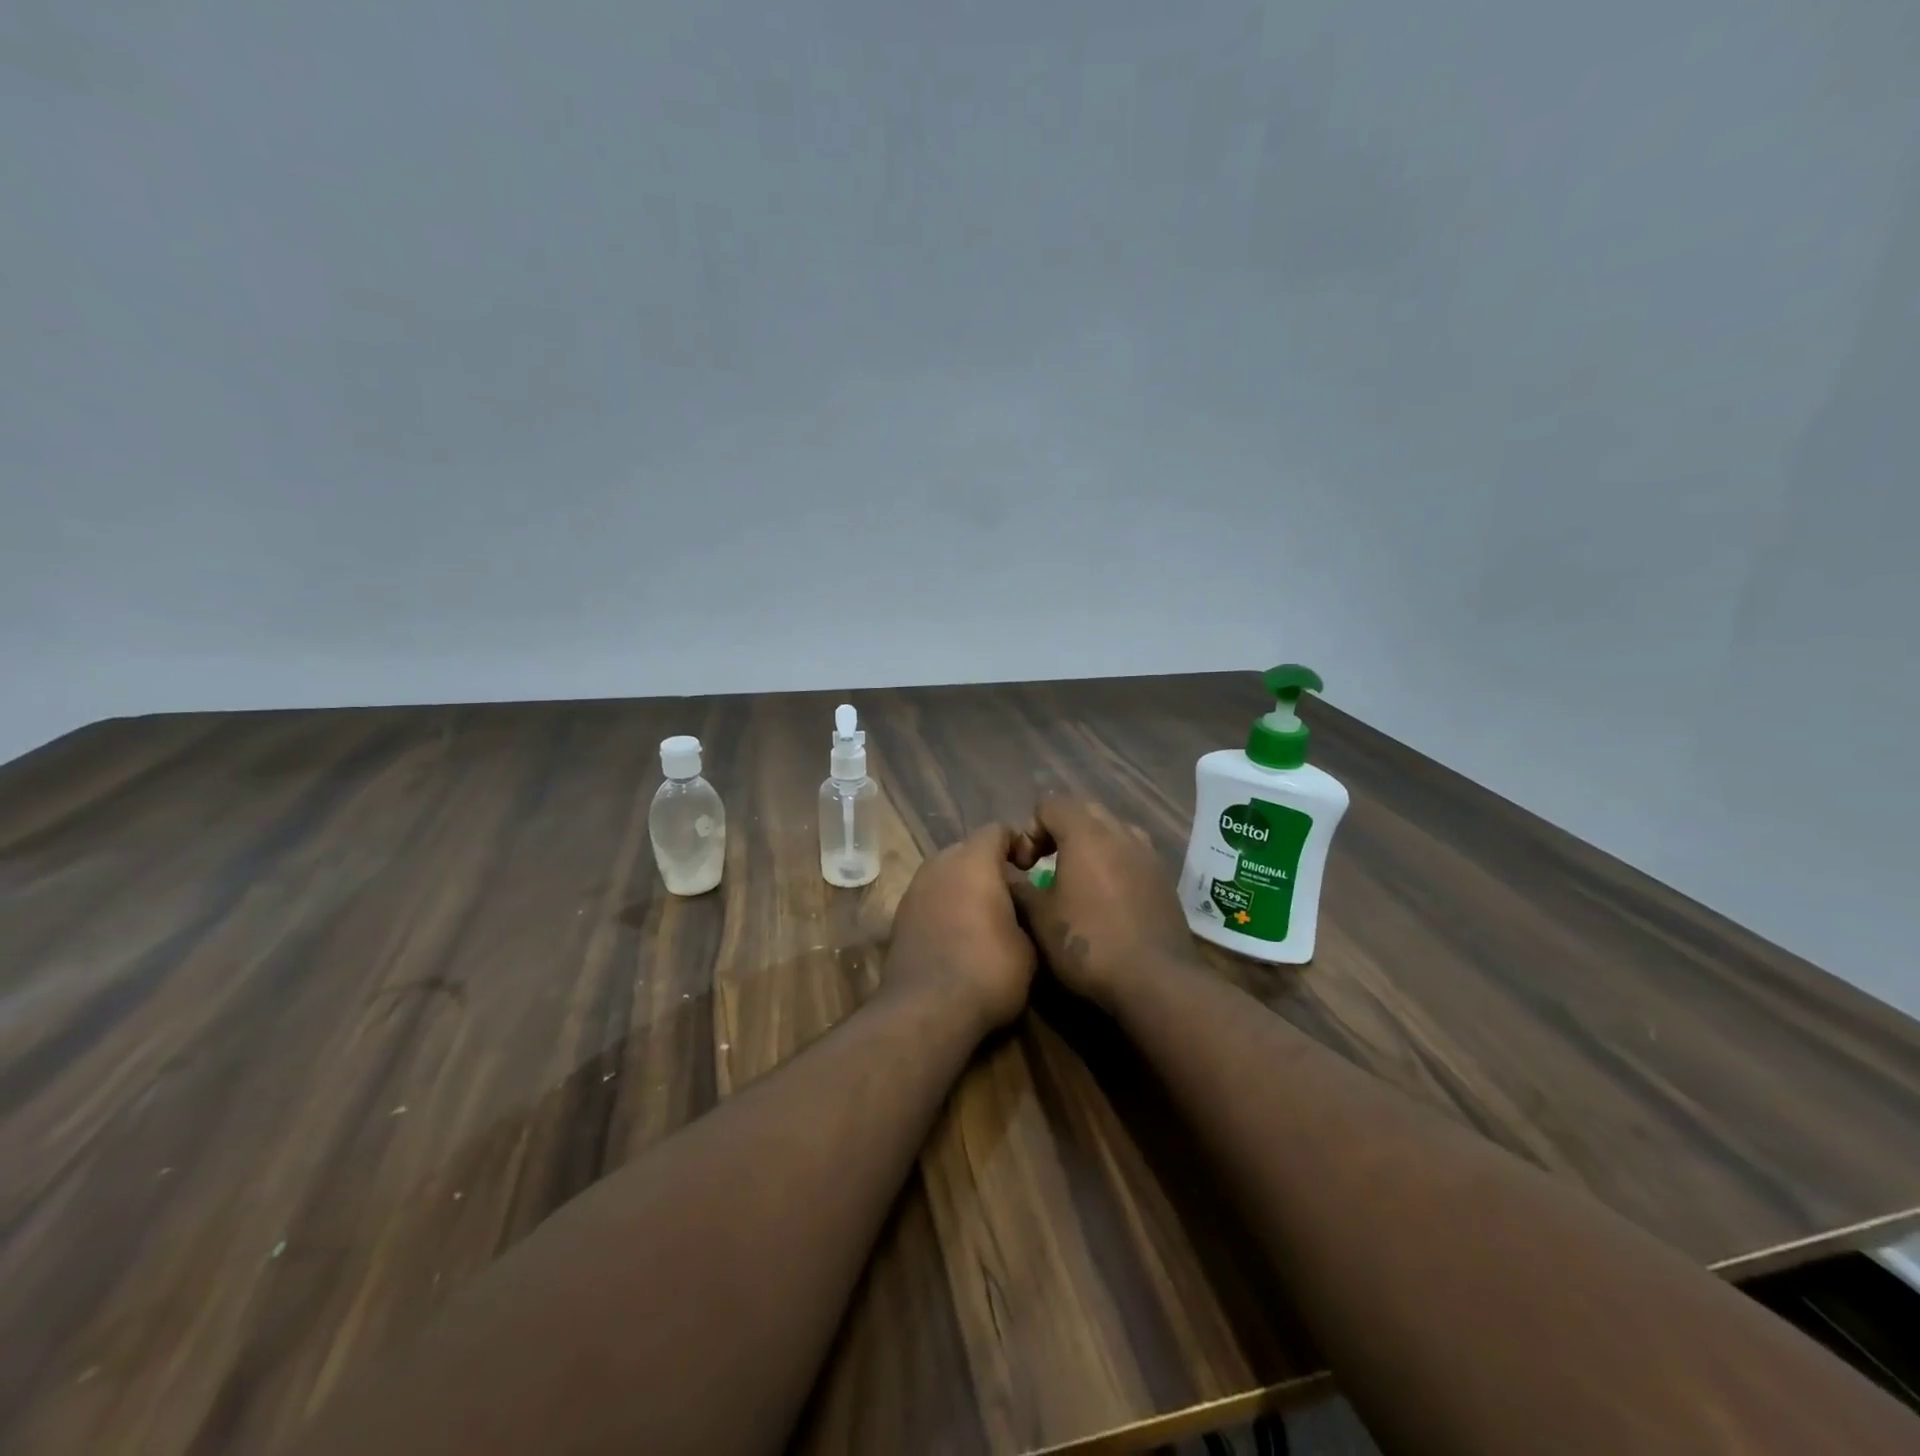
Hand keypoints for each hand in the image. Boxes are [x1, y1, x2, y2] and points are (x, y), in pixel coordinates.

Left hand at [884, 824, 1036, 1036]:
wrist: (927, 1010)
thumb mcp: (1029, 944)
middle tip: (1012, 895)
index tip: (1033, 869)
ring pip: (946, 874)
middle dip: (990, 866)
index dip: (1018, 844)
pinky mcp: (900, 917)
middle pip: (968, 850)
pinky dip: (946, 907)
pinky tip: (960, 937)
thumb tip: (1019, 908)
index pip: (997, 830)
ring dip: (965, 887)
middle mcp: (939, 864)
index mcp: (973, 860)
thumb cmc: (987, 970)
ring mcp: (914, 890)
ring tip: (986, 918)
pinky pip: (931, 898)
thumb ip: (1025, 912)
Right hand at [1008, 795, 1193, 1009]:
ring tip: (1078, 879)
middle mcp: (1120, 832)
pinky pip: (1131, 854)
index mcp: (1086, 833)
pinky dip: (1113, 863)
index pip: (1050, 803)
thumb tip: (1008, 875)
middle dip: (1059, 830)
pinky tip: (1107, 899)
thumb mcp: (1039, 918)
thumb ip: (1018, 888)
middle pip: (1083, 810)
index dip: (1030, 828)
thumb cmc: (1089, 943)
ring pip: (1112, 830)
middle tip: (1046, 865)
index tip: (1025, 865)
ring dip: (1090, 844)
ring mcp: (1148, 853)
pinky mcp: (1164, 877)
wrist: (1156, 980)